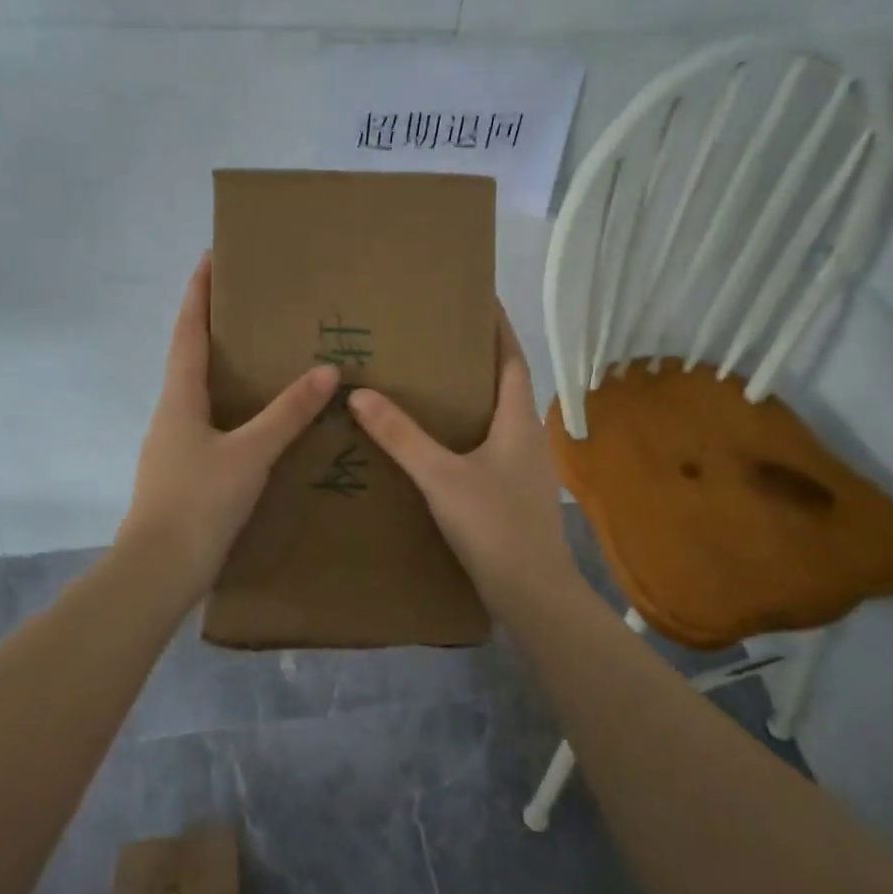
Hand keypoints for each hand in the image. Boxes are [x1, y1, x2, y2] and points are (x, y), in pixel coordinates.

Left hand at [118, 254, 338, 603]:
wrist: (158, 571)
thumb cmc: (198, 502)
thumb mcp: (250, 454)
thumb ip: (288, 414)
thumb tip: (326, 371)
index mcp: (179, 398)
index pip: (187, 331)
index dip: (198, 293)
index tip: (210, 258)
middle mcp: (171, 414)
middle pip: (189, 357)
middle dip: (213, 327)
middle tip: (249, 307)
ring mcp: (173, 446)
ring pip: (198, 394)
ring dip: (221, 369)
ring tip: (259, 359)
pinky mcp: (183, 473)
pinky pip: (208, 425)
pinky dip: (230, 408)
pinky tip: (254, 423)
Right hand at [347, 308, 579, 611]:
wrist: (532, 594)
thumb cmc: (494, 525)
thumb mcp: (441, 477)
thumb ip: (401, 436)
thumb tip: (361, 393)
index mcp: (518, 421)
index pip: (512, 358)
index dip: (498, 328)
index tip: (479, 299)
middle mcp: (527, 437)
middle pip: (504, 385)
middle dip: (476, 360)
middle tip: (435, 340)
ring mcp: (523, 468)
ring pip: (495, 419)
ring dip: (470, 399)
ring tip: (429, 386)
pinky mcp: (512, 494)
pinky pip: (488, 448)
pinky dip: (465, 434)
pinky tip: (436, 445)